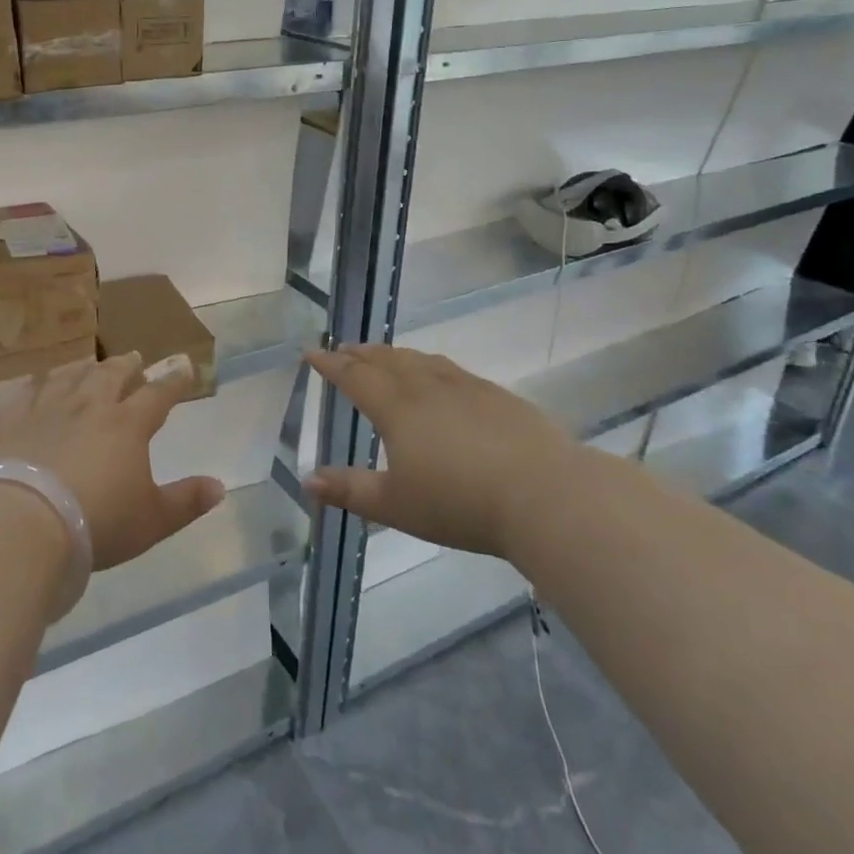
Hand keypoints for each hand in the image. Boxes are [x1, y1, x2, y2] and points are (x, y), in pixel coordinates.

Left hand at [0, 353, 225, 570]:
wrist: (28, 523)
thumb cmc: (99, 522)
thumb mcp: (153, 520)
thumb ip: (187, 501)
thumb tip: (220, 487)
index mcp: (128, 425)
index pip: (158, 394)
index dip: (174, 380)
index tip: (185, 367)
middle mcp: (90, 406)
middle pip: (111, 375)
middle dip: (126, 365)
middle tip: (133, 358)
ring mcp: (49, 410)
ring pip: (70, 377)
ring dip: (84, 368)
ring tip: (89, 365)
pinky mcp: (14, 423)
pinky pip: (25, 394)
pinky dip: (35, 385)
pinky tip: (36, 383)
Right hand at [303, 345, 575, 556]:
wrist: (545, 495)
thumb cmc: (461, 503)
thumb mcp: (396, 505)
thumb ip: (350, 490)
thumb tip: (307, 480)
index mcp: (397, 408)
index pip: (354, 376)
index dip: (330, 364)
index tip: (311, 353)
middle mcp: (427, 387)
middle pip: (386, 361)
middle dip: (360, 354)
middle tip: (343, 348)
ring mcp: (466, 387)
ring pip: (420, 360)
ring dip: (394, 354)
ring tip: (383, 355)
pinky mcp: (497, 395)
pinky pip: (451, 369)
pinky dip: (430, 364)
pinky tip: (438, 374)